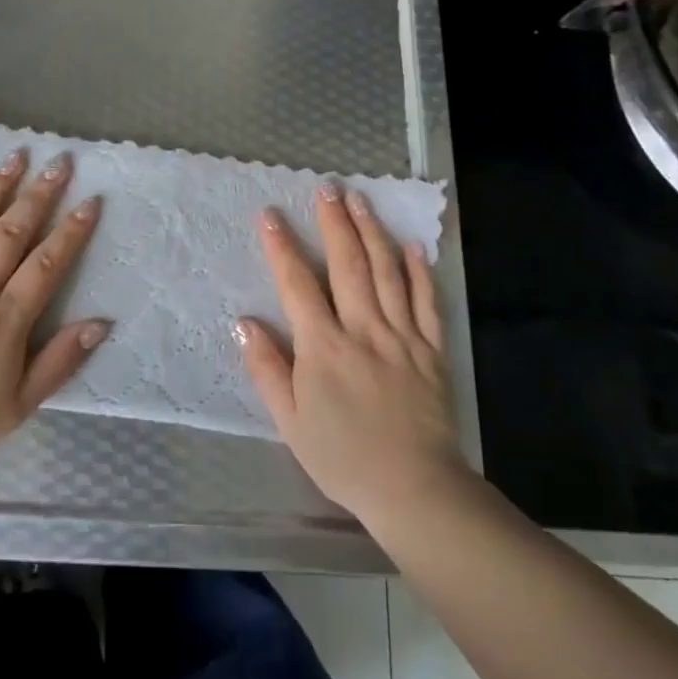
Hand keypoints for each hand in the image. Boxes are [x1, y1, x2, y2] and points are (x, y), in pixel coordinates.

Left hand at [0, 148, 107, 461]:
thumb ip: (60, 361)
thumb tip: (100, 323)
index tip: (90, 201)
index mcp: (6, 319)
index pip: (47, 264)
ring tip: (15, 157)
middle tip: (59, 162)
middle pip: (12, 232)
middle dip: (40, 194)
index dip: (72, 232)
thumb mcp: (20, 405)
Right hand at [237, 183, 463, 526]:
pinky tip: (411, 245)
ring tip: (361, 200)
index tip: (269, 214)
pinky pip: (427, 302)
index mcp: (324, 347)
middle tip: (326, 188)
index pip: (298, 284)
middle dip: (334, 223)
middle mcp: (363, 330)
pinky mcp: (432, 350)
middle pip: (347, 265)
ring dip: (372, 232)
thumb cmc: (342, 457)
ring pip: (386, 273)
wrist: (414, 489)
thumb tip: (245, 323)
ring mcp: (402, 337)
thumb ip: (267, 369)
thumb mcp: (290, 421)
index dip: (281, 247)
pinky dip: (419, 271)